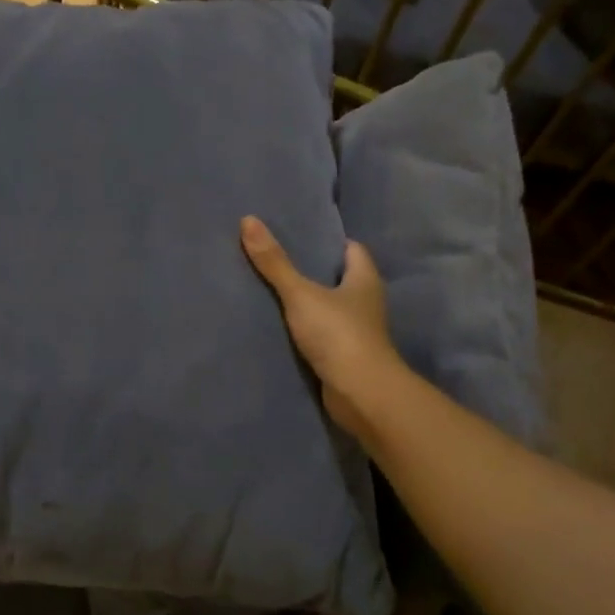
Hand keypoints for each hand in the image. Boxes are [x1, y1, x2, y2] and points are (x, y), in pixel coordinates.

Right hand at [241, 216, 404, 442]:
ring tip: (271, 290)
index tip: (299, 235)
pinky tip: (279, 326)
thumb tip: (248, 220)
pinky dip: (305, 329)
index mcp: (364, 279)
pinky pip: (321, 334)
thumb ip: (275, 262)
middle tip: (276, 259)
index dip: (329, 241)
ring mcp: (357, 331)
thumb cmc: (338, 334)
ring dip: (307, 302)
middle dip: (313, 270)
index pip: (352, 249)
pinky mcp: (345, 356)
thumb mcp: (301, 293)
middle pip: (339, 278)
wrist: (360, 394)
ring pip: (329, 307)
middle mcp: (366, 302)